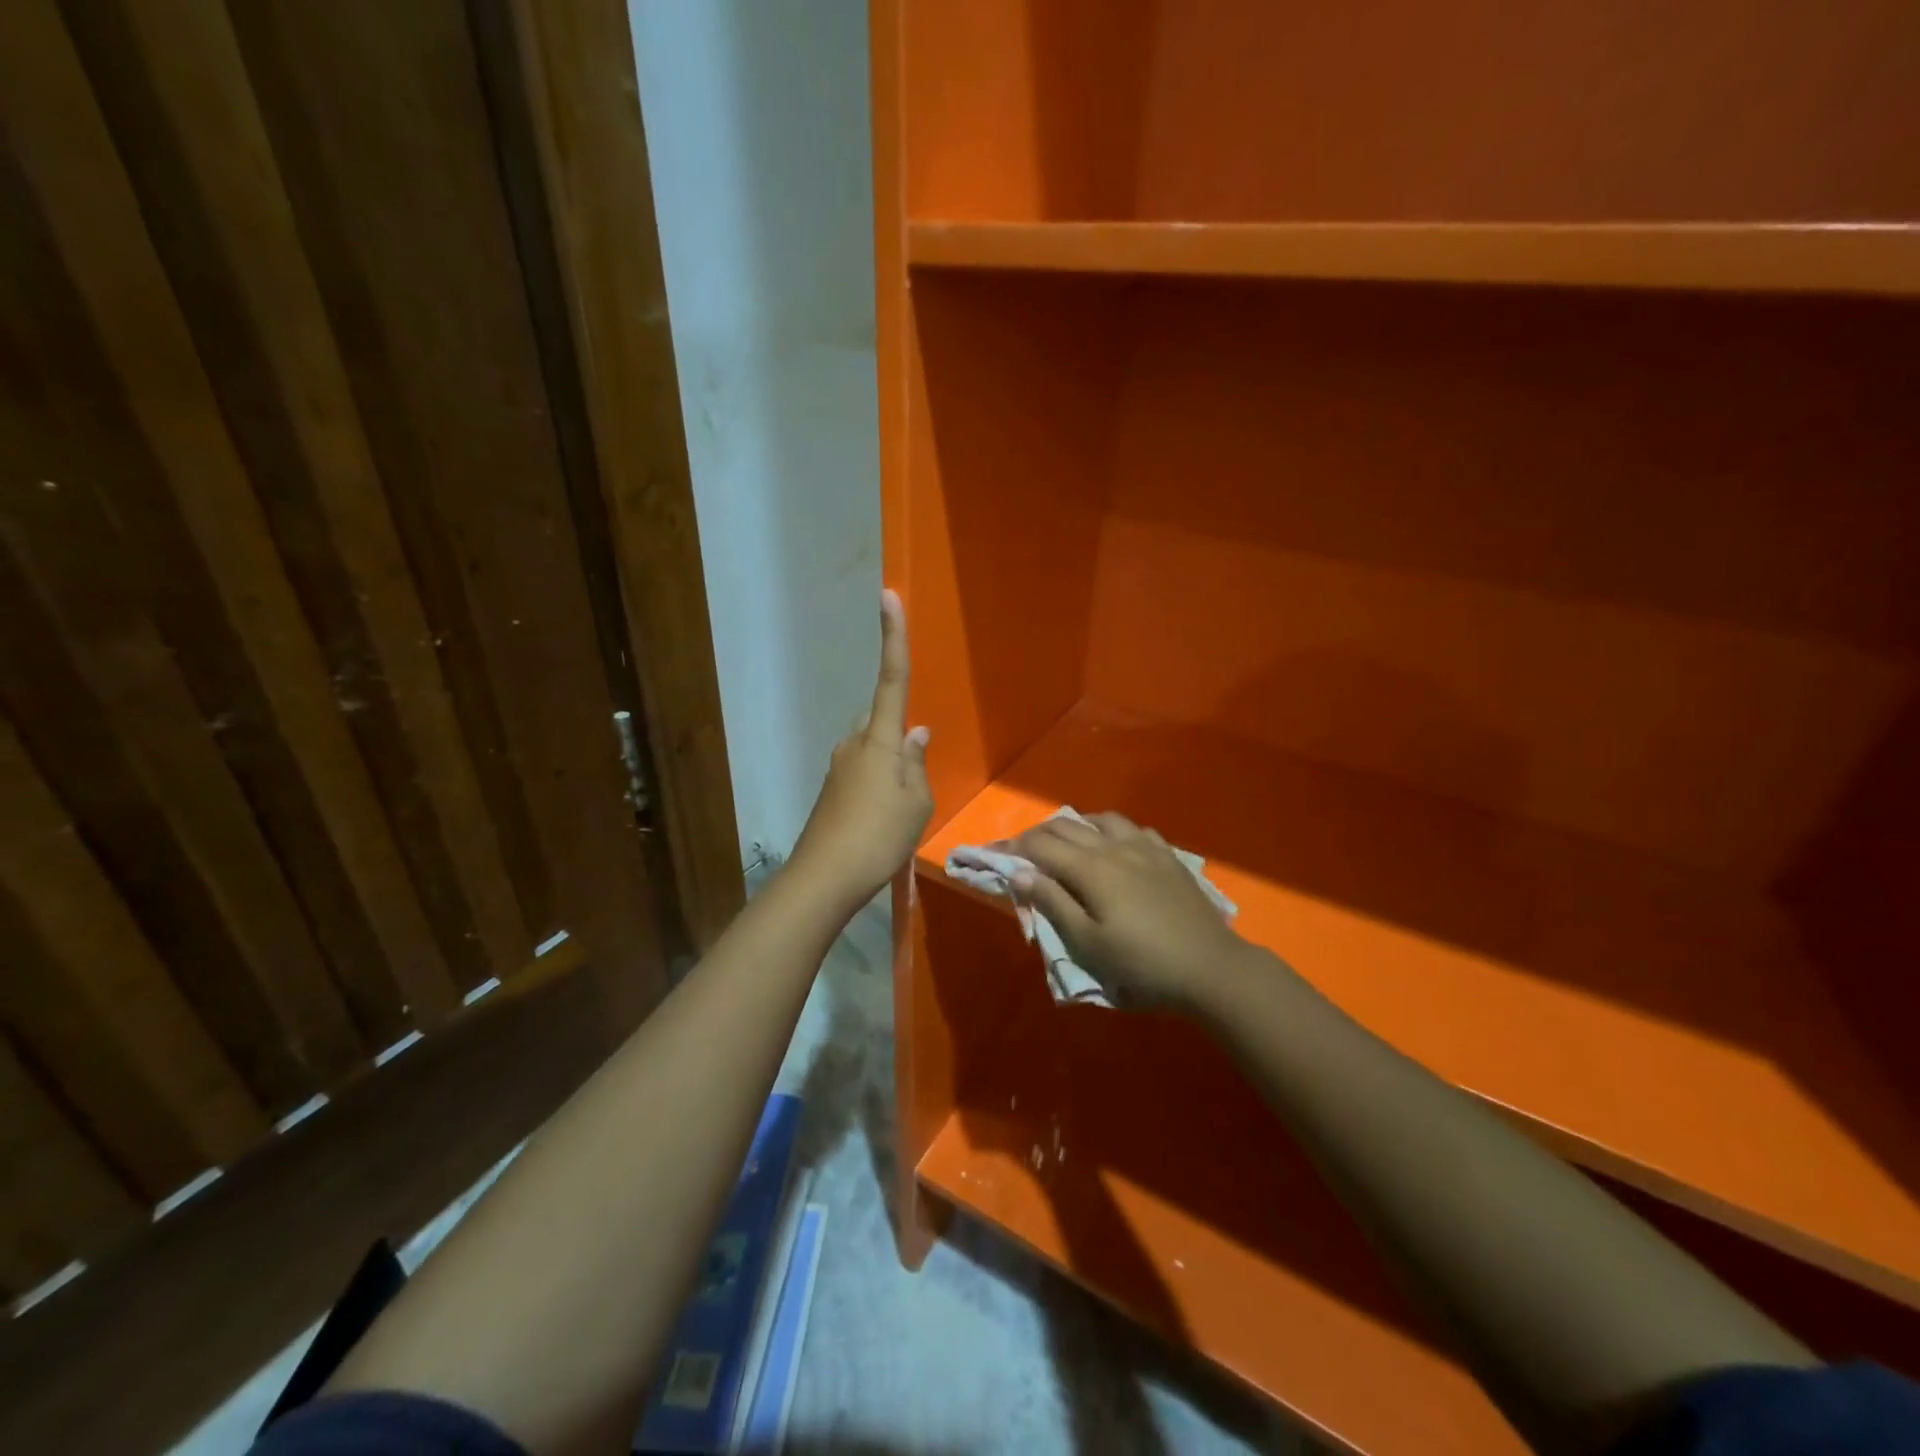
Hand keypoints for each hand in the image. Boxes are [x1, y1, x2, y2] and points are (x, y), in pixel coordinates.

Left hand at [791, 590, 932, 907]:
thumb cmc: (879, 835)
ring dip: (890, 764)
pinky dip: (877, 783)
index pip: (892, 677)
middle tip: (914, 775)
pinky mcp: (832, 789)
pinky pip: (863, 771)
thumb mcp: (916, 801)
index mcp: (879, 739)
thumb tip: (916, 734)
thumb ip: (917, 763)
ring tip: (902, 808)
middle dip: (898, 732)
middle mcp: (854, 743)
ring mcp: (839, 766)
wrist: (824, 878)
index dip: (892, 636)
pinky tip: (884, 818)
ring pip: (872, 748)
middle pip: (880, 718)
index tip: (888, 595)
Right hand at [1010, 813, 1258, 1010]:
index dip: (1013, 847)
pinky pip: (1133, 828)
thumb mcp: (1088, 944)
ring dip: (1075, 825)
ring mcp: (1145, 847)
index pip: (1041, 846)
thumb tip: (1020, 872)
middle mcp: (1114, 847)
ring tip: (1066, 842)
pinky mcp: (1168, 856)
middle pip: (1067, 826)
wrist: (1210, 967)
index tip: (994, 854)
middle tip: (1022, 851)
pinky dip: (1111, 830)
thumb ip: (1052, 903)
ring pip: (1101, 819)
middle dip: (1038, 834)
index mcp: (1090, 868)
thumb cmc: (1141, 963)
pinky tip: (1114, 845)